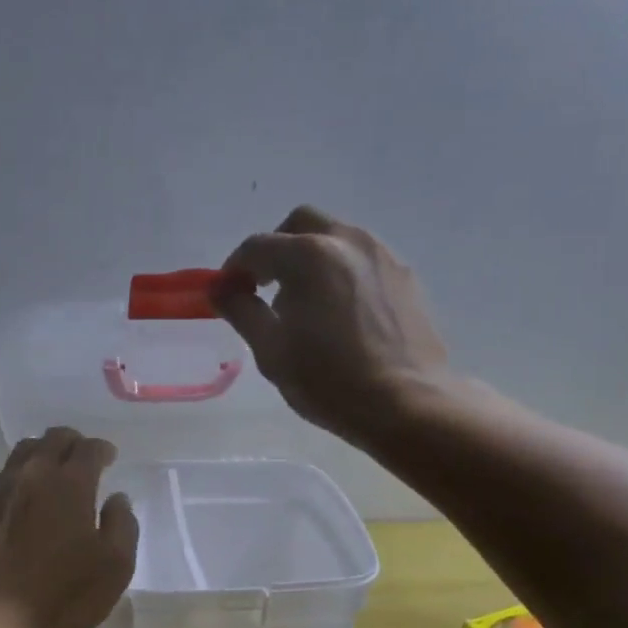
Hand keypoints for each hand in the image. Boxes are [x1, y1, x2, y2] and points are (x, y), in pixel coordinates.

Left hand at [0, 428, 138, 627]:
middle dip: (73, 443)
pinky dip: (20, 478)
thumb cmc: (60, 597)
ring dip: (44, 454)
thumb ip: (122, 526)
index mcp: (70, 484)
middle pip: (53, 439)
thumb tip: (117, 499)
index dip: (102, 450)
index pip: (88, 448)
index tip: (109, 458)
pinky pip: (3, 478)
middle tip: (82, 459)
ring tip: (52, 474)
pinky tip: (24, 502)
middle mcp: (32, 475)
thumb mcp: (113, 569)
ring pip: (24, 452)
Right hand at [215, 206, 452, 446]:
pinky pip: (362, 260)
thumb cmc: (329, 380)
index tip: (228, 293)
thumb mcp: (271, 350)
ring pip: (336, 237)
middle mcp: (347, 241)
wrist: (407, 404)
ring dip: (311, 257)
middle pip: (300, 224)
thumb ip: (241, 310)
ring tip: (306, 303)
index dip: (235, 268)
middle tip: (266, 286)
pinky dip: (341, 272)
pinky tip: (340, 312)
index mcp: (309, 255)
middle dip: (276, 248)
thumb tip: (220, 288)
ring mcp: (382, 255)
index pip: (257, 247)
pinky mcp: (405, 276)